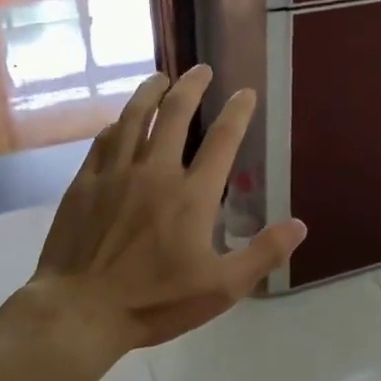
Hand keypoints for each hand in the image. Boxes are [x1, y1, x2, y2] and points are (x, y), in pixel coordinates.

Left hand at [5, 66, 306, 368]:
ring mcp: (115, 174)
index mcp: (192, 195)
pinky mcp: (84, 184)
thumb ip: (262, 254)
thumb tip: (300, 225)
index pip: (222, 140)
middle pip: (175, 114)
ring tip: (160, 77)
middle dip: (192, 86)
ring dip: (150, 92)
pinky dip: (116, 125)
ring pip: (134, 118)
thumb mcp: (221, 287)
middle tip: (201, 69)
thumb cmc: (155, 301)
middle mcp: (155, 172)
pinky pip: (102, 142)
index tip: (245, 92)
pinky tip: (119, 121)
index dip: (237, 112)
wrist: (79, 311)